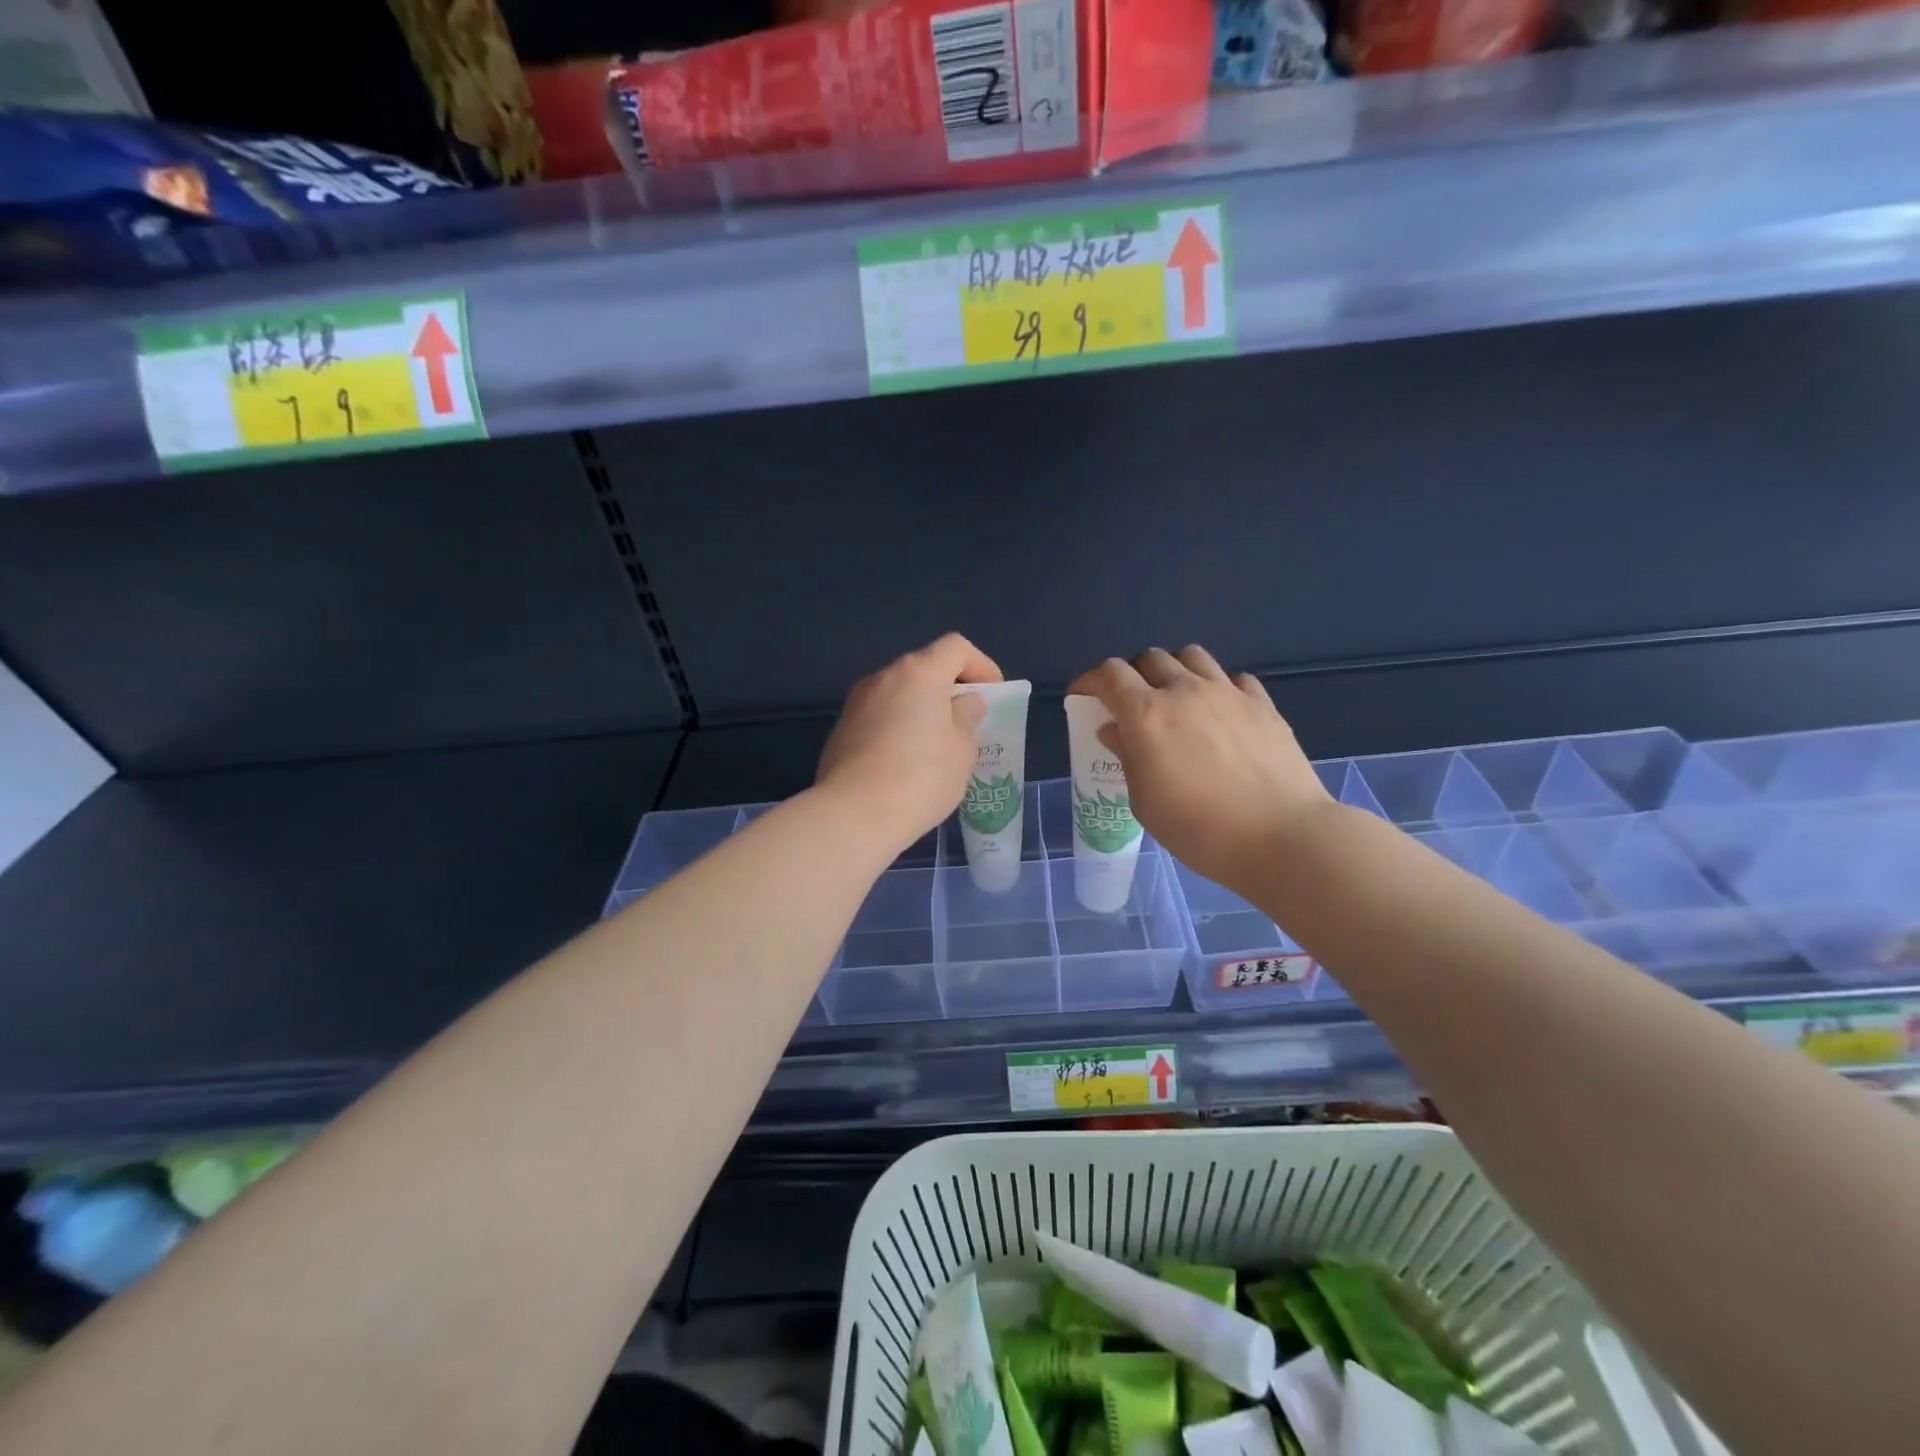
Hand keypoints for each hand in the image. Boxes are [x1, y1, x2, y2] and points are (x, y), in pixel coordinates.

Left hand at [818, 633, 1001, 853]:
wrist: (853, 815)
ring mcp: (857, 703)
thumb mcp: (962, 750)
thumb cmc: (921, 778)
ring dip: (921, 709)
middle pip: (924, 668)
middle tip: (967, 723)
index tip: (992, 695)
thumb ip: (967, 718)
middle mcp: (883, 677)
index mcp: (919, 673)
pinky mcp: (841, 730)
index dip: (981, 665)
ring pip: (899, 693)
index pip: (955, 647)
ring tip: (937, 746)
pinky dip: (898, 728)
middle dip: (949, 689)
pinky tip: (905, 762)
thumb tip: (963, 703)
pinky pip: (880, 717)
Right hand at [1068, 646, 1332, 895]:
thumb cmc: (1200, 829)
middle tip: (1129, 703)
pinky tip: (1220, 714)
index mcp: (1146, 714)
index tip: (1082, 696)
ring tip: (1175, 698)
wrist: (1281, 837)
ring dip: (1174, 671)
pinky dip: (1217, 688)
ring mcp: (1227, 693)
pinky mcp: (1263, 704)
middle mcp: (1184, 691)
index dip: (1089, 680)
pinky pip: (1233, 678)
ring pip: (1192, 657)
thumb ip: (1127, 757)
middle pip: (1149, 658)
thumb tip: (1114, 730)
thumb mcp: (1145, 802)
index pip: (1109, 674)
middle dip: (1131, 675)